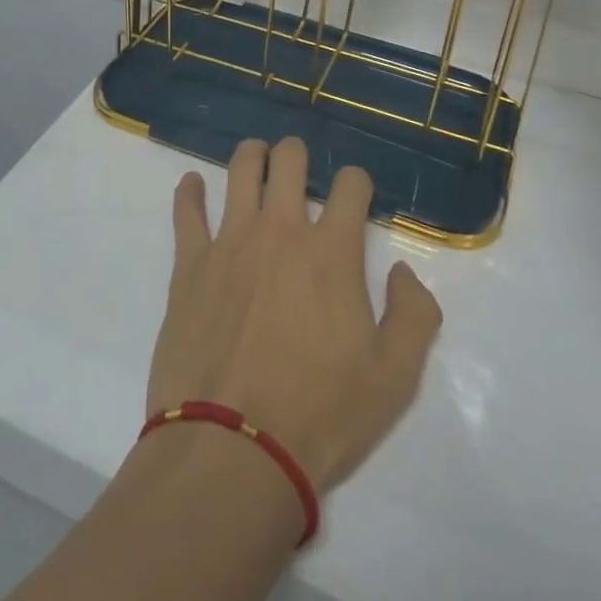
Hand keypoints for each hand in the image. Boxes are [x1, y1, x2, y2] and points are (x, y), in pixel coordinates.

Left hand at [148, 138, 442, 494]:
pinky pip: (186, 211)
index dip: (358, 182)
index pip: (350, 186)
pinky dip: (189, 191)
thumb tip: (403, 271)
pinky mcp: (190, 263)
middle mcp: (280, 231)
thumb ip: (414, 315)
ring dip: (251, 155)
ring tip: (255, 157)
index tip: (357, 194)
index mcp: (331, 252)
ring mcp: (230, 241)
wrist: (234, 447)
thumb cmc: (321, 414)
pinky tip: (192, 184)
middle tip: (298, 163)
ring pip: (240, 170)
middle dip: (297, 153)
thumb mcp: (395, 378)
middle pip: (288, 161)